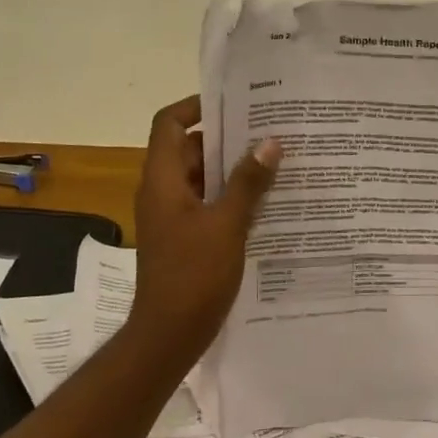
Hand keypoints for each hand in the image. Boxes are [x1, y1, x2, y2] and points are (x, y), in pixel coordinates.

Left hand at [132, 95, 280, 357]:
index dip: (196, 106)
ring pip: (202, 177)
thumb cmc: (193, 275)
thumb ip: (249, 182)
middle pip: (190, 148)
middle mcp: (162, 190)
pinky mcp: (184, 235)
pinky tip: (265, 200)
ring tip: (275, 160)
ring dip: (232, 168)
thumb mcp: (227, 224)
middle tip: (268, 130)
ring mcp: (172, 215)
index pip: (170, 124)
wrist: (168, 335)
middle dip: (227, 137)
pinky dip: (230, 195)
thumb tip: (270, 142)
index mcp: (162, 180)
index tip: (234, 102)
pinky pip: (207, 202)